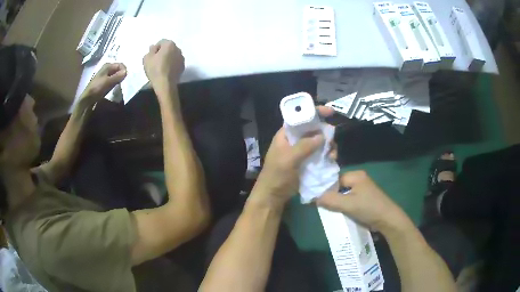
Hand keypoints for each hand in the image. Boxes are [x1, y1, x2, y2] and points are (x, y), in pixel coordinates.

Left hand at [80, 63, 126, 104]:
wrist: (87, 99)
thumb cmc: (96, 88)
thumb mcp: (107, 82)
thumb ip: (117, 76)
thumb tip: (127, 72)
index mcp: (108, 66)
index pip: (121, 65)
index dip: (124, 71)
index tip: (125, 79)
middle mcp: (107, 68)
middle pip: (119, 69)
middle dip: (122, 75)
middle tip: (123, 83)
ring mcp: (106, 75)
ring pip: (116, 75)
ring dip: (119, 80)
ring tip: (119, 86)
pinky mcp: (105, 82)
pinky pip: (113, 80)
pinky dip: (116, 83)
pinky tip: (115, 88)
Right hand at [143, 39, 184, 94]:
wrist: (165, 84)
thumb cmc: (155, 69)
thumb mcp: (147, 58)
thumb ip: (150, 50)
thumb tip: (153, 47)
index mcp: (169, 44)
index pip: (161, 42)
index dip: (155, 49)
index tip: (152, 56)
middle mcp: (178, 49)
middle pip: (168, 48)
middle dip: (162, 52)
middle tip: (156, 61)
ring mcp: (182, 58)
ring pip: (173, 55)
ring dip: (168, 58)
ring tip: (161, 67)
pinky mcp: (183, 67)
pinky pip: (176, 63)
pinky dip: (171, 64)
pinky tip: (166, 71)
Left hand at [251, 106, 334, 207]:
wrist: (273, 196)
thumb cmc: (277, 175)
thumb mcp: (288, 159)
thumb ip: (304, 146)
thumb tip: (322, 136)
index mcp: (286, 135)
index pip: (300, 118)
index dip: (314, 112)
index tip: (330, 112)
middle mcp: (294, 140)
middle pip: (313, 129)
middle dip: (324, 133)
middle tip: (331, 141)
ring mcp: (302, 151)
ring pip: (319, 142)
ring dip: (328, 146)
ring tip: (332, 154)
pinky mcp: (307, 162)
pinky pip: (320, 154)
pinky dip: (327, 155)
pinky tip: (331, 159)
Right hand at [316, 171, 408, 233]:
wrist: (388, 220)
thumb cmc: (369, 208)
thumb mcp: (348, 204)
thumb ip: (330, 200)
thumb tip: (313, 197)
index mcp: (356, 175)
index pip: (335, 179)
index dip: (325, 188)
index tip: (316, 198)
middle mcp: (360, 180)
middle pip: (339, 187)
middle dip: (331, 196)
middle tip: (322, 206)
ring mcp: (363, 190)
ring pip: (344, 195)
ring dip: (337, 203)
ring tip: (329, 211)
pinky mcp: (365, 199)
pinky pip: (350, 200)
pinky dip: (344, 206)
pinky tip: (339, 213)